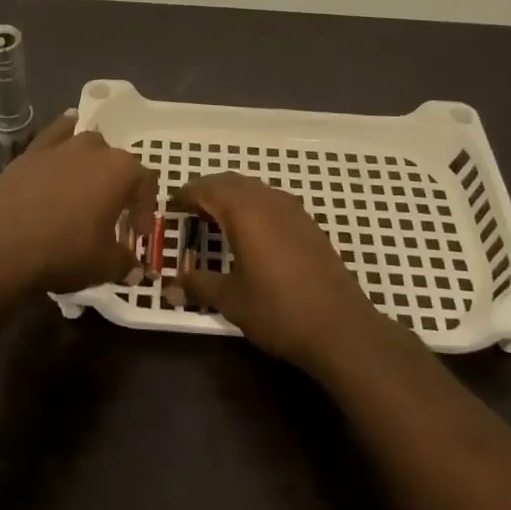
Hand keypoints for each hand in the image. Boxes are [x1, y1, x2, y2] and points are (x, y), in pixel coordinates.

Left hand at [0, 111, 156, 293]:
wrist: (4, 246)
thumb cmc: (64, 251)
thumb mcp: (105, 265)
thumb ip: (125, 262)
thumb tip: (132, 267)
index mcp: (120, 170)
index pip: (145, 183)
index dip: (144, 210)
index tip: (136, 235)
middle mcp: (95, 149)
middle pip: (117, 163)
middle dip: (119, 188)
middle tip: (111, 217)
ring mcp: (62, 146)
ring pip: (88, 145)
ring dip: (93, 164)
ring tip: (86, 187)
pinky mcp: (32, 151)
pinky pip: (56, 133)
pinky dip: (64, 132)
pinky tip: (67, 131)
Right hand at [175, 173, 380, 370]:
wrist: (341, 327)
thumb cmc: (278, 310)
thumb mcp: (231, 300)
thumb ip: (199, 285)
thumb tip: (170, 285)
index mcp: (244, 210)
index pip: (206, 189)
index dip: (185, 195)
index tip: (170, 206)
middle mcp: (267, 200)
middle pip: (230, 182)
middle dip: (206, 191)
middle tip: (188, 210)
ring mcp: (292, 209)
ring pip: (253, 189)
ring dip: (231, 197)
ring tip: (215, 220)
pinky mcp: (308, 224)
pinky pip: (271, 201)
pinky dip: (252, 207)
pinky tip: (250, 232)